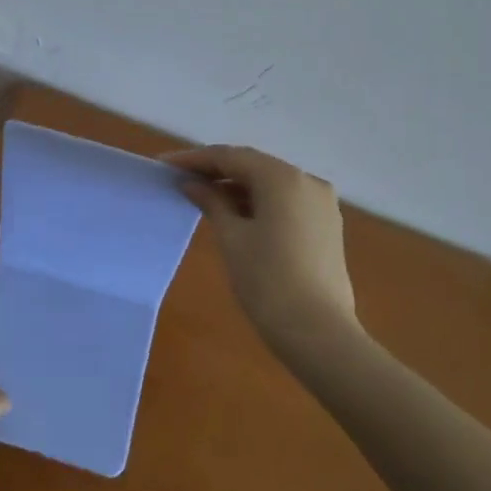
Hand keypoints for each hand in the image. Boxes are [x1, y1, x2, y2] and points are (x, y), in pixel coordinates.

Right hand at [166, 145, 363, 361]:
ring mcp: (321, 204)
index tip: (165, 165)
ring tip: (202, 197)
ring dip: (237, 187)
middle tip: (181, 178)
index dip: (196, 159)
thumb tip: (193, 184)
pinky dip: (258, 202)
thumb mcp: (232, 238)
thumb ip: (212, 202)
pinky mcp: (325, 226)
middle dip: (216, 170)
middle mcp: (307, 181)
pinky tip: (234, 214)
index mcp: (283, 178)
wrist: (318, 333)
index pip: (231, 157)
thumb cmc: (267, 281)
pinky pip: (285, 201)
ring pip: (271, 184)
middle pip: (254, 166)